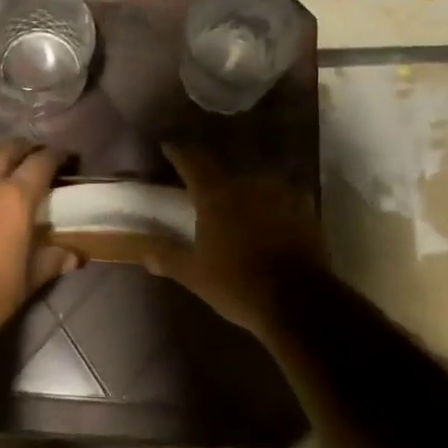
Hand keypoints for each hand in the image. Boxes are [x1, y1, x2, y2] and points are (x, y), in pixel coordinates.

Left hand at [0, 138, 80, 339]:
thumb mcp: (28, 281)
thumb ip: (51, 261)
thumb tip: (75, 256)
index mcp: (15, 199)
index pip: (41, 164)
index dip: (55, 155)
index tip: (63, 155)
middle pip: (7, 150)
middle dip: (24, 147)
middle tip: (33, 152)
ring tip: (1, 154)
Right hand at [140, 143, 327, 336]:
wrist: (300, 301)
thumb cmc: (238, 284)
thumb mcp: (195, 275)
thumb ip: (167, 256)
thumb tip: (142, 249)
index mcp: (215, 194)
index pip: (192, 160)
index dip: (178, 151)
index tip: (168, 146)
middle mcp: (247, 183)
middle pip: (225, 170)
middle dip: (213, 177)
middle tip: (204, 188)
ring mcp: (280, 193)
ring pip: (256, 182)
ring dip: (245, 190)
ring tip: (239, 204)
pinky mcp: (305, 209)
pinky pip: (282, 198)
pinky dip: (272, 205)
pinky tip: (271, 218)